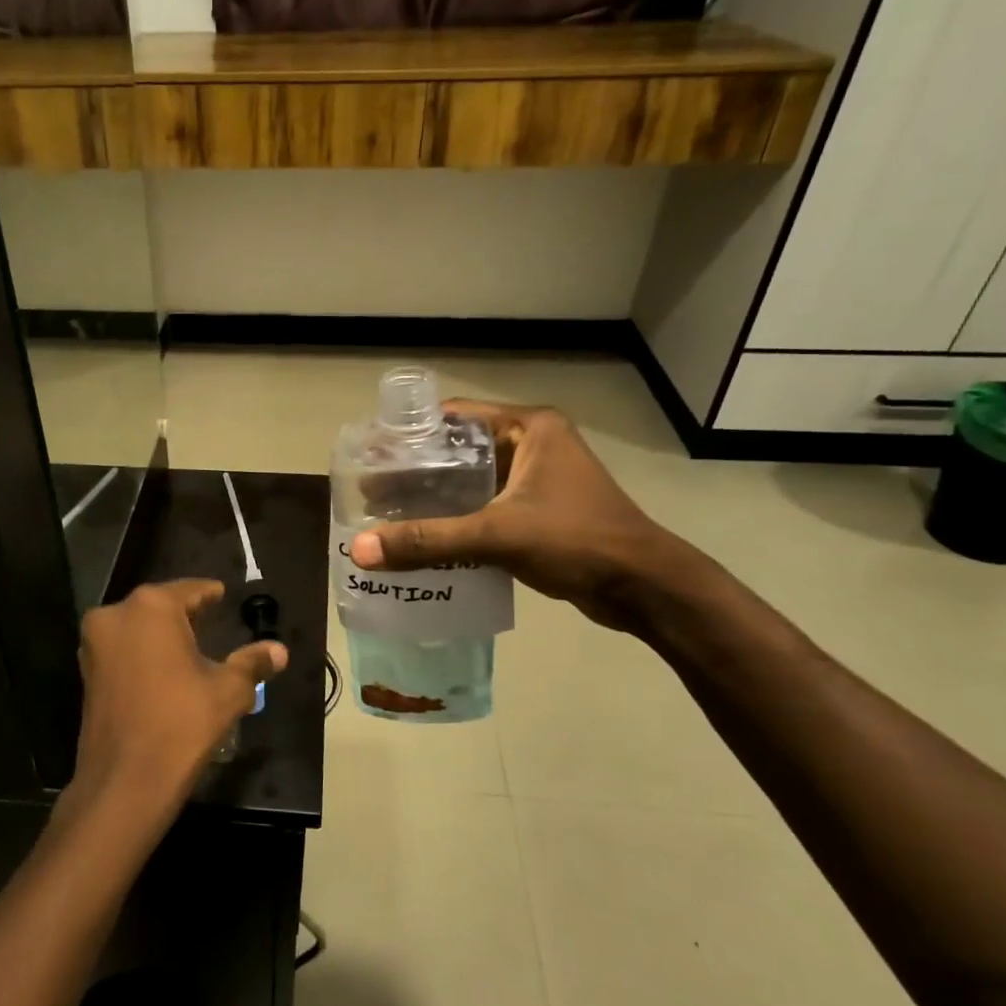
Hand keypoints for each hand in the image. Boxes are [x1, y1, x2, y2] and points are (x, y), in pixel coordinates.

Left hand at [68, 579, 287, 836]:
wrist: (125, 782)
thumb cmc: (182, 725)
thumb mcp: (228, 691)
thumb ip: (252, 663)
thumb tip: (280, 650)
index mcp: (151, 607)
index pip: (190, 590)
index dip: (211, 595)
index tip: (223, 596)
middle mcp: (116, 615)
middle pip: (160, 606)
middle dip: (186, 615)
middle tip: (212, 622)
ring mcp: (95, 644)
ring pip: (138, 628)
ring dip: (162, 635)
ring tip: (192, 648)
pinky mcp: (86, 672)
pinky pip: (122, 650)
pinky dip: (143, 654)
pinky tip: (165, 672)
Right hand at [349, 402, 691, 631]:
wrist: (644, 588)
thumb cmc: (576, 541)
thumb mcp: (497, 535)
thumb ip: (428, 541)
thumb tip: (361, 551)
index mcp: (530, 428)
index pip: (454, 417)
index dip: (411, 435)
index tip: (371, 456)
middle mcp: (533, 445)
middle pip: (459, 451)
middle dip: (416, 472)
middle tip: (371, 493)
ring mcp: (538, 480)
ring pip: (471, 483)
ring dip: (434, 500)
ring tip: (387, 516)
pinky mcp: (539, 512)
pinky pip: (485, 508)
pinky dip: (456, 521)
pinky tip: (424, 541)